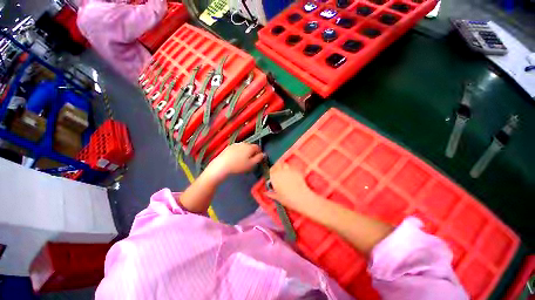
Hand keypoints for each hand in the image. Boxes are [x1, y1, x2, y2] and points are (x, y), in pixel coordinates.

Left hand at [206, 143, 264, 179]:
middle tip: (249, 161)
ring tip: (242, 160)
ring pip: (243, 147)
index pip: (258, 147)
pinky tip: (235, 159)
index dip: (259, 153)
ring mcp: (235, 144)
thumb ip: (259, 158)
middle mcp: (243, 143)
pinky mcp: (228, 147)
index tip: (257, 159)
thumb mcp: (251, 164)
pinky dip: (238, 152)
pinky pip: (236, 149)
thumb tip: (264, 154)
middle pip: (250, 146)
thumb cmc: (239, 166)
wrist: (222, 165)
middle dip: (252, 152)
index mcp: (250, 147)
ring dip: (245, 152)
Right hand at [265, 163, 315, 211]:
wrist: (301, 198)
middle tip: (277, 172)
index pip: (270, 170)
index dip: (270, 172)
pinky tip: (292, 176)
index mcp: (274, 177)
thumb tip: (266, 193)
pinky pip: (292, 168)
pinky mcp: (296, 171)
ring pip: (284, 164)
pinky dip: (290, 170)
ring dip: (283, 167)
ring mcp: (289, 170)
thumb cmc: (288, 199)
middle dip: (276, 167)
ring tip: (284, 172)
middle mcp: (280, 171)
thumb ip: (270, 194)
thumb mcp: (277, 197)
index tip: (271, 175)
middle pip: (277, 165)